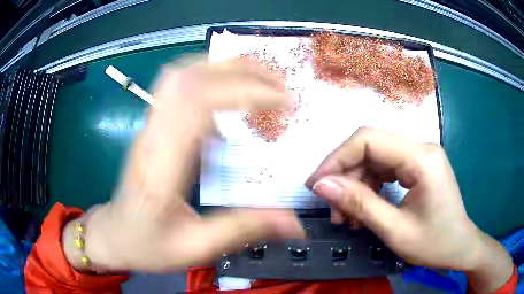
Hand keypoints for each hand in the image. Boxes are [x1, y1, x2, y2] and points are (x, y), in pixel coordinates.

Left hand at [64, 56, 303, 271]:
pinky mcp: (151, 127)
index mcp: (161, 167)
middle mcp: (152, 137)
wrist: (113, 236)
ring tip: (257, 75)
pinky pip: (175, 86)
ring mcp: (148, 128)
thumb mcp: (194, 248)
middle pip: (188, 77)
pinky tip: (227, 91)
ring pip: (179, 75)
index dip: (245, 92)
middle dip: (238, 68)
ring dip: (220, 65)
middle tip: (277, 80)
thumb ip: (243, 230)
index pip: (199, 105)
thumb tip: (295, 224)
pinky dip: (206, 76)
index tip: (282, 100)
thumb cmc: (146, 245)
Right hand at [306, 127, 512, 291]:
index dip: (337, 159)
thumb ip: (360, 205)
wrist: (460, 247)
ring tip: (347, 217)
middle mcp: (420, 148)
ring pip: (375, 159)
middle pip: (370, 147)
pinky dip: (369, 188)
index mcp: (421, 158)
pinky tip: (363, 210)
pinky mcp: (418, 167)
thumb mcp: (395, 231)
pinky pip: (385, 170)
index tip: (316, 186)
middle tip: (333, 209)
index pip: (368, 140)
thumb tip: (322, 185)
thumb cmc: (435, 244)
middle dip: (345, 176)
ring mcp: (420, 156)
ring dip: (356, 185)